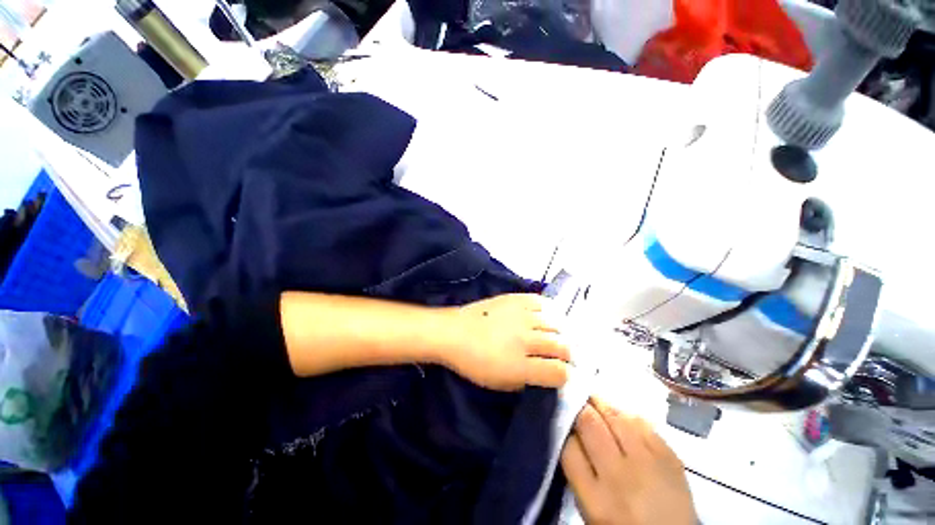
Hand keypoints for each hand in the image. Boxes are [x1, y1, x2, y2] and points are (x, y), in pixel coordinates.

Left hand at [440, 294, 569, 390]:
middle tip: (564, 355)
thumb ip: (527, 380)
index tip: (563, 374)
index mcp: (521, 366)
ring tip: (557, 336)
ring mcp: (522, 316)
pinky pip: (542, 302)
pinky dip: (549, 311)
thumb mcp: (501, 382)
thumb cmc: (474, 363)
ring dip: (561, 333)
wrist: (454, 332)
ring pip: (556, 324)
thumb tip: (547, 374)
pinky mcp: (515, 299)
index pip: (559, 372)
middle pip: (562, 346)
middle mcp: (526, 339)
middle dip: (568, 354)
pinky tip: (547, 317)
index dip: (565, 375)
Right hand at [561, 398, 696, 524]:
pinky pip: (643, 424)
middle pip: (590, 424)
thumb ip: (579, 472)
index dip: (564, 428)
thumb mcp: (590, 508)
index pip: (568, 446)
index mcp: (595, 499)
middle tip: (577, 400)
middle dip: (580, 407)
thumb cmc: (622, 524)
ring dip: (602, 405)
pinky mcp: (671, 458)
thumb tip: (571, 432)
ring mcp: (648, 465)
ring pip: (616, 417)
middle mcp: (620, 478)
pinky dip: (628, 417)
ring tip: (596, 402)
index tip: (564, 420)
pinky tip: (622, 419)